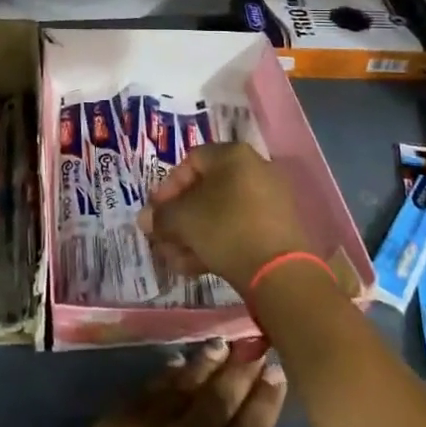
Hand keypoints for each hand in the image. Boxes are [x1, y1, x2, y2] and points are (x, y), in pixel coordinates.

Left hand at [26, 342, 310, 426]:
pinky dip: (166, 373)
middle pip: (222, 394)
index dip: (267, 396)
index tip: (276, 370)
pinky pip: (148, 387)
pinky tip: (175, 364)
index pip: (253, 425)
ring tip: (221, 345)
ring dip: (207, 362)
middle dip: (241, 368)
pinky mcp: (115, 422)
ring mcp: (150, 424)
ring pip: (186, 382)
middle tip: (254, 344)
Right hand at [141, 143, 310, 293]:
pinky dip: (214, 243)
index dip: (167, 187)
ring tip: (174, 259)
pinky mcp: (276, 229)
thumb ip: (160, 216)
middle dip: (178, 217)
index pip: (191, 161)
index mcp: (233, 155)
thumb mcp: (183, 220)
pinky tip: (193, 267)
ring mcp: (268, 200)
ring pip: (219, 213)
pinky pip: (237, 228)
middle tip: (162, 239)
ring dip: (192, 234)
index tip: (156, 212)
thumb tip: (146, 219)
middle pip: (205, 190)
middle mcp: (254, 170)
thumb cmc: (225, 228)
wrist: (278, 271)